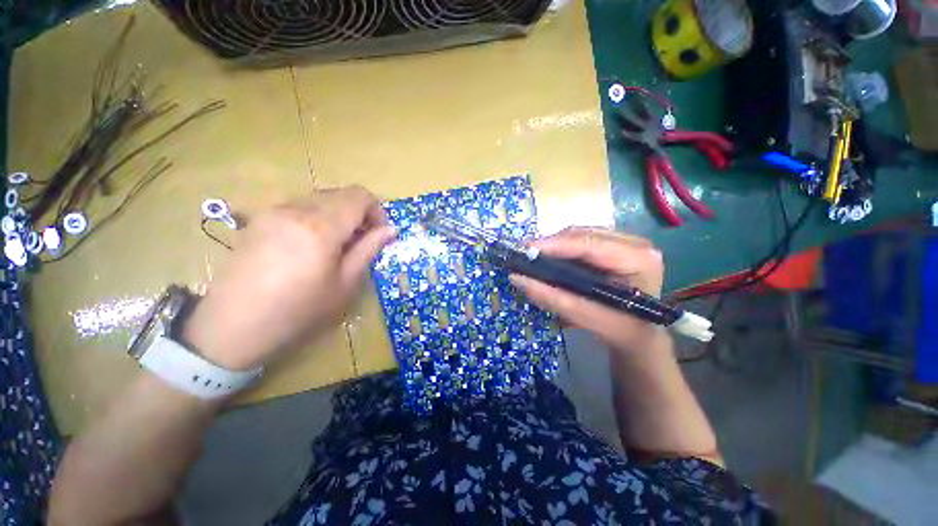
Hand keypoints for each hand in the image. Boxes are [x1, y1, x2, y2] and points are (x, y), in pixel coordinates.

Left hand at [182, 187, 395, 370]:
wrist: (232, 328)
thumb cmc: (298, 311)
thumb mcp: (344, 284)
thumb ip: (368, 250)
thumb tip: (390, 230)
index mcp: (321, 227)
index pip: (359, 196)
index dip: (377, 210)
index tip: (380, 232)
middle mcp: (296, 209)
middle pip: (340, 194)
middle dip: (359, 213)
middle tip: (362, 241)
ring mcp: (273, 211)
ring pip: (320, 198)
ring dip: (338, 215)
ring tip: (337, 245)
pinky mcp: (259, 219)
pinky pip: (300, 206)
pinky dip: (317, 217)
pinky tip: (311, 244)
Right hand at [510, 227, 664, 351]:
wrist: (639, 334)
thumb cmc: (621, 330)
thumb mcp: (587, 317)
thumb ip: (553, 298)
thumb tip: (517, 279)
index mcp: (638, 259)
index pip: (589, 244)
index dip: (554, 245)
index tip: (525, 250)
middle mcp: (635, 243)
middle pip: (583, 234)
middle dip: (551, 245)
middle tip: (525, 256)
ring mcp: (625, 242)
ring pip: (580, 235)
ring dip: (555, 246)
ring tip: (534, 257)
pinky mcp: (614, 246)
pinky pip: (581, 240)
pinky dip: (562, 249)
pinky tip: (550, 258)